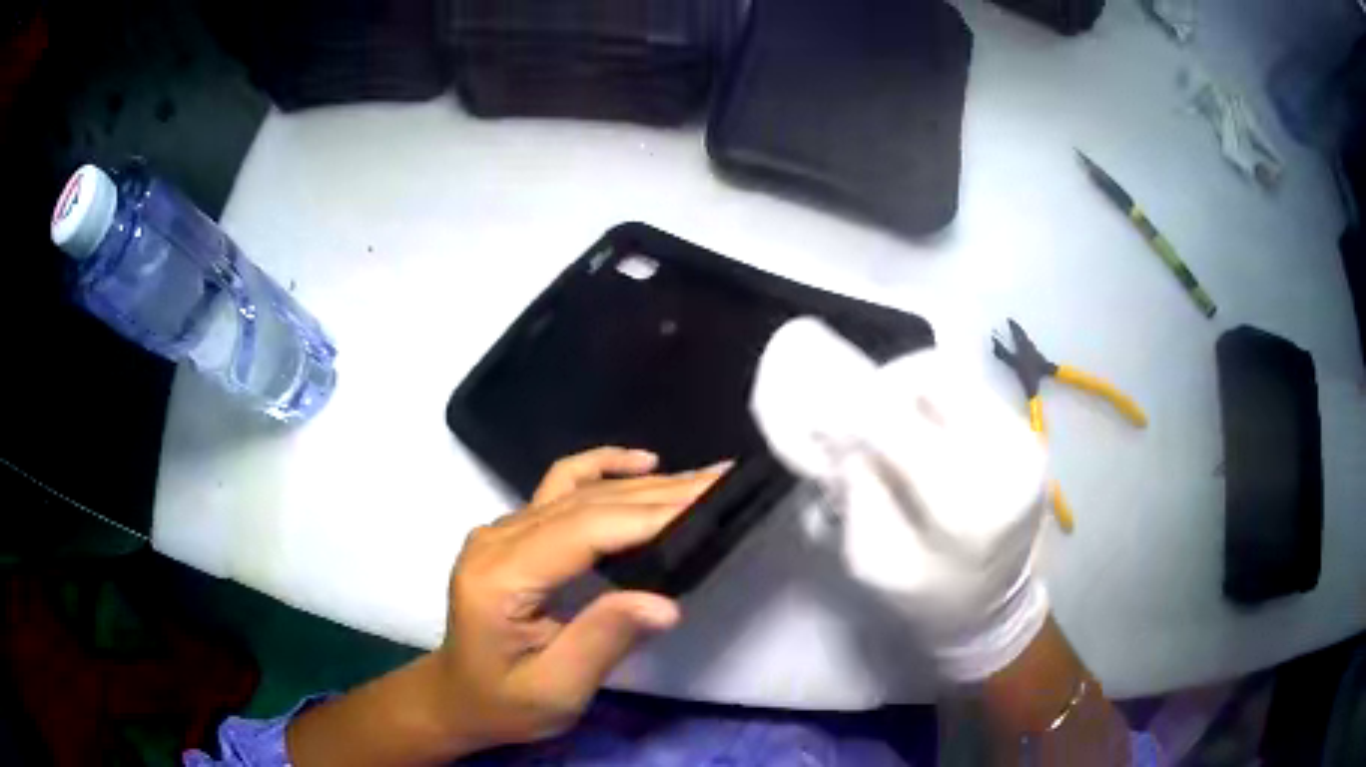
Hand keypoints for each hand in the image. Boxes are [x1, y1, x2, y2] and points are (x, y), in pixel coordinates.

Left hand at [433, 447, 727, 748]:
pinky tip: (641, 464)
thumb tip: (666, 604)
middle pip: (586, 502)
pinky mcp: (513, 530)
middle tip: (724, 481)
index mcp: (500, 578)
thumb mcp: (555, 689)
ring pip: (579, 490)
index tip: (708, 504)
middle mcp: (496, 539)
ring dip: (644, 483)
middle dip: (661, 492)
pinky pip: (561, 486)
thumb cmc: (505, 702)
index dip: (648, 516)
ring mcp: (501, 529)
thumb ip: (603, 641)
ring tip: (702, 478)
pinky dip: (603, 468)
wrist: (459, 696)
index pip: (583, 530)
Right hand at [752, 319, 1048, 681]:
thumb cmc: (927, 595)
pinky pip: (972, 390)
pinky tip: (919, 421)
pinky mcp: (1028, 434)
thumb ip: (857, 496)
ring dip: (910, 385)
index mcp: (968, 513)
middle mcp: (1006, 464)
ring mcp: (1025, 443)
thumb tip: (842, 433)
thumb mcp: (874, 563)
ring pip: (955, 377)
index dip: (857, 414)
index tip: (824, 414)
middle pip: (937, 384)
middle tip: (857, 408)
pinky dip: (935, 395)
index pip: (905, 435)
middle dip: (885, 387)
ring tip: (886, 413)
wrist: (994, 604)